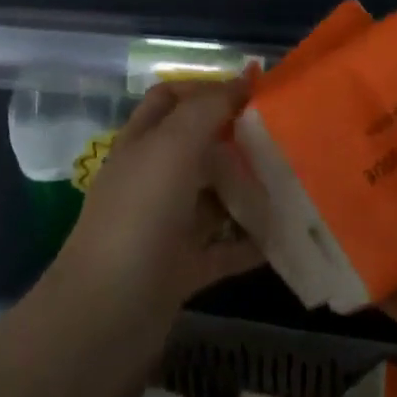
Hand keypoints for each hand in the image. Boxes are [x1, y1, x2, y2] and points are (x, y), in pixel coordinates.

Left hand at [47, 80, 265, 341]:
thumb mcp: (173, 147)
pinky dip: (251, 241)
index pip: (172, 99)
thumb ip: (207, 108)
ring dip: (249, 189)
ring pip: (214, 196)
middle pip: (199, 146)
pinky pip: (224, 247)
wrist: (104, 318)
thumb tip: (243, 78)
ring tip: (293, 180)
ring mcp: (166, 225)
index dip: (207, 88)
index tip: (254, 92)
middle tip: (284, 136)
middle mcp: (153, 179)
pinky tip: (284, 234)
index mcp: (143, 143)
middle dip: (236, 138)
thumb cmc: (139, 217)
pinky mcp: (181, 269)